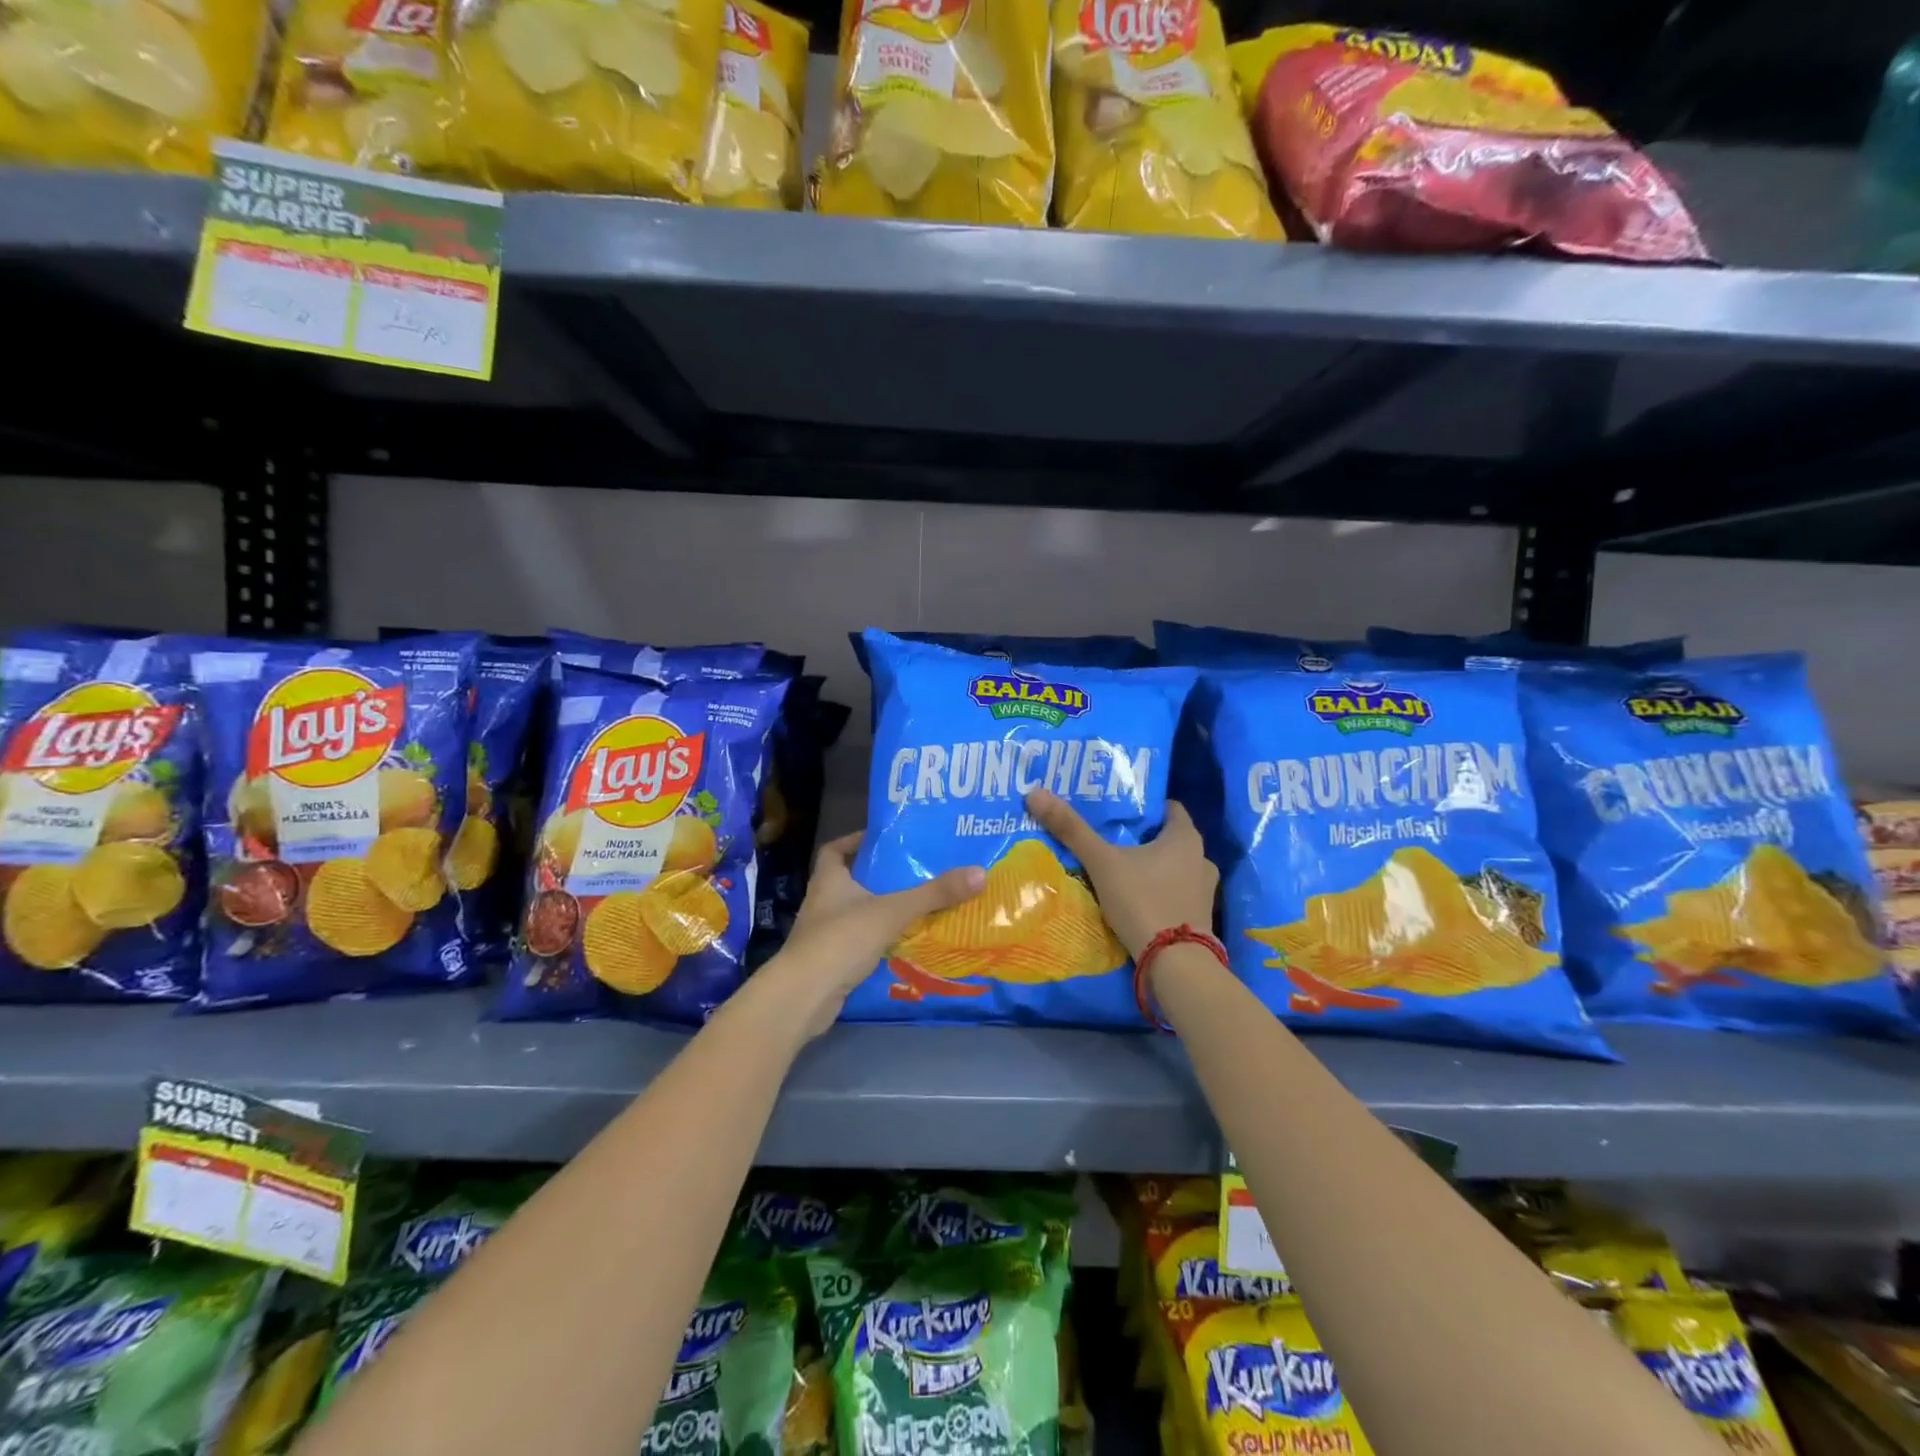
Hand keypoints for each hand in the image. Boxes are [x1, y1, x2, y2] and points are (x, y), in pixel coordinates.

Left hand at [769, 832, 985, 1037]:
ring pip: (853, 914)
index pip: (835, 850)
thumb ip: (934, 894)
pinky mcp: (828, 962)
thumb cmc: (842, 940)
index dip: (854, 841)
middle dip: (876, 878)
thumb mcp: (893, 911)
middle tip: (912, 873)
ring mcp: (822, 934)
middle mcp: (822, 902)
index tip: (882, 841)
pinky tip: (901, 944)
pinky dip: (875, 941)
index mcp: (829, 880)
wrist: (804, 996)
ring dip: (878, 911)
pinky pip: (856, 943)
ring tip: (914, 907)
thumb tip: (980, 872)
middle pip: (848, 881)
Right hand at [1025, 789, 1216, 960]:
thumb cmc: (1143, 902)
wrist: (1175, 965)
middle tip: (1109, 840)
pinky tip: (1135, 900)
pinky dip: (1158, 893)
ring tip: (1118, 871)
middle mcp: (1202, 859)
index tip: (1116, 812)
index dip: (1143, 807)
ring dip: (1150, 868)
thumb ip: (1071, 830)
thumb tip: (1035, 793)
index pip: (1167, 808)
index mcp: (1186, 837)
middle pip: (1167, 839)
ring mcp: (1204, 891)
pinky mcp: (1199, 918)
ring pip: (1172, 868)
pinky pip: (1175, 894)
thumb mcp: (1102, 863)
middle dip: (1141, 839)